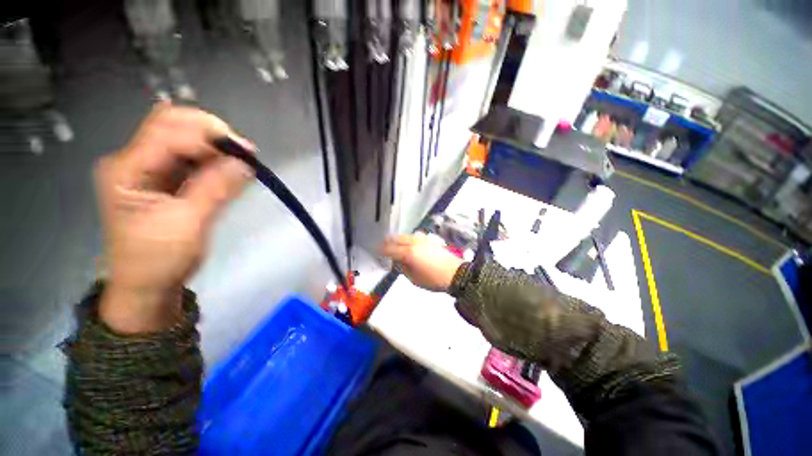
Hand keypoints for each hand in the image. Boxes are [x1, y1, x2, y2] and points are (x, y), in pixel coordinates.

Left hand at [96, 103, 253, 332]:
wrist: (147, 285)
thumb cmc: (159, 259)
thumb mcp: (188, 224)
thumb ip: (215, 188)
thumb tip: (247, 163)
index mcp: (127, 169)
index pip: (167, 132)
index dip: (207, 136)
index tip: (245, 152)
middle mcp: (134, 160)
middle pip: (172, 125)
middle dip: (211, 134)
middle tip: (244, 153)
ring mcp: (149, 168)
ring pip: (184, 140)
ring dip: (216, 148)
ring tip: (242, 163)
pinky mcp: (164, 179)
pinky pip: (191, 159)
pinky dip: (214, 161)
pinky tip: (231, 170)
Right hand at [382, 233, 463, 292]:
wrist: (456, 273)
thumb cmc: (434, 280)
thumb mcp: (414, 279)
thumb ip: (402, 268)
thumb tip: (397, 261)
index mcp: (408, 253)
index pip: (389, 249)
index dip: (380, 250)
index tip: (375, 251)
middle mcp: (414, 243)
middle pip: (396, 238)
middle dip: (387, 243)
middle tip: (383, 248)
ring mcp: (422, 239)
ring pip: (405, 236)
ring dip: (398, 240)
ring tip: (395, 247)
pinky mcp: (429, 240)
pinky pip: (414, 236)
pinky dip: (408, 239)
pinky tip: (409, 245)